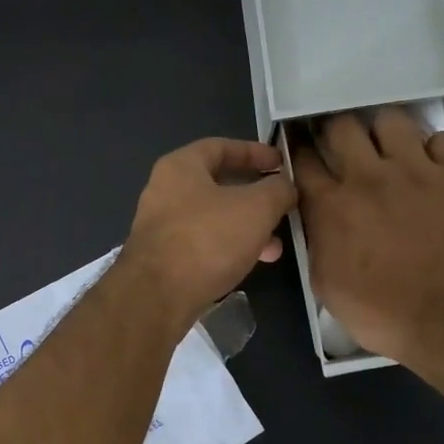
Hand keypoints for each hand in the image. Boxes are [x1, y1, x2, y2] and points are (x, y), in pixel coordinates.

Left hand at [122, 138, 296, 334]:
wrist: (157, 296)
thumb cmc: (207, 239)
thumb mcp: (255, 208)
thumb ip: (277, 190)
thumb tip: (286, 186)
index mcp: (180, 167)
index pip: (220, 146)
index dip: (254, 152)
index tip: (282, 164)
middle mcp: (165, 191)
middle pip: (218, 184)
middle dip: (255, 197)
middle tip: (283, 207)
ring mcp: (162, 226)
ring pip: (214, 217)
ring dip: (247, 227)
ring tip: (276, 246)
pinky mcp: (163, 257)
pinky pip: (204, 243)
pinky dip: (229, 247)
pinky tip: (252, 263)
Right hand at [292, 108, 443, 381]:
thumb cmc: (381, 311)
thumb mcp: (325, 284)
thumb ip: (316, 242)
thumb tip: (316, 220)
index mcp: (329, 205)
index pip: (303, 158)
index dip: (299, 149)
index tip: (302, 150)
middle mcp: (367, 177)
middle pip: (341, 125)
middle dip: (335, 129)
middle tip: (341, 144)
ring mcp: (415, 171)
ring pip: (390, 119)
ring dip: (383, 131)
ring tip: (388, 147)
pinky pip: (443, 138)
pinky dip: (434, 148)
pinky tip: (432, 165)